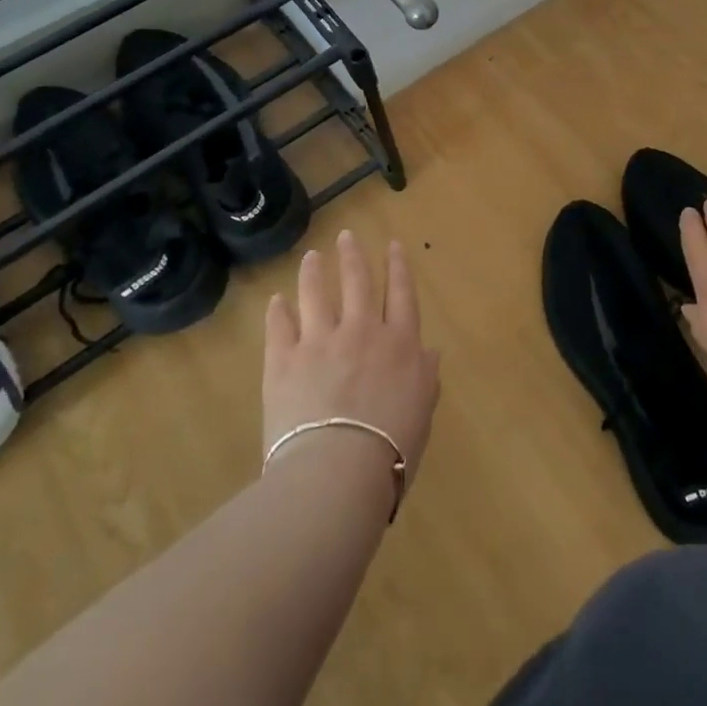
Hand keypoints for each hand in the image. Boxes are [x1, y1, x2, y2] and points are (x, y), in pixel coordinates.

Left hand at [263, 231, 440, 489]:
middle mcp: (362, 330)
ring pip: (316, 294)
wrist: (338, 470)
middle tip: (346, 235)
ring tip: (311, 257)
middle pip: (358, 282)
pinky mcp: (284, 360)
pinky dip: (277, 311)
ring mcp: (320, 341)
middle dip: (353, 255)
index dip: (398, 266)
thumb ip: (426, 377)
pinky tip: (276, 301)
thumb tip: (431, 351)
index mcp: (400, 343)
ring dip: (313, 272)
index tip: (393, 244)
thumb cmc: (391, 448)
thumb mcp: (422, 412)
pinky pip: (280, 326)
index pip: (401, 293)